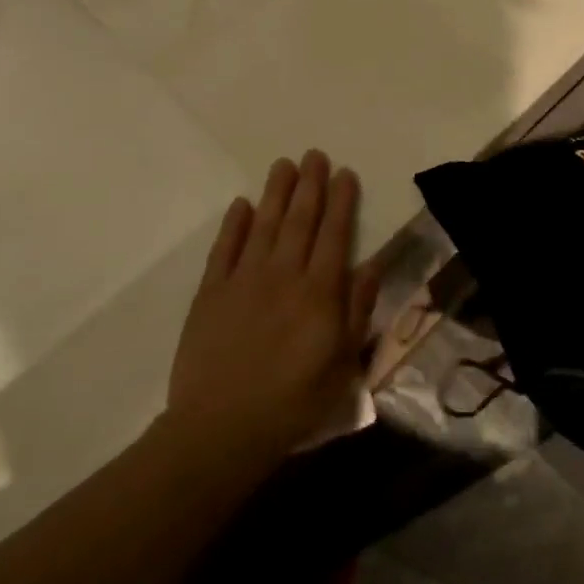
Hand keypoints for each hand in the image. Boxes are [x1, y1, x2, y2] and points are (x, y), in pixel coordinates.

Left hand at [167, 151, 379, 457]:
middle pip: (300, 220)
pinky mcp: (211, 293)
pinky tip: (242, 204)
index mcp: (319, 292)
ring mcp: (243, 280)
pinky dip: (234, 224)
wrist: (222, 428)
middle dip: (311, 185)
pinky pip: (224, 249)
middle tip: (315, 155)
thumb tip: (372, 265)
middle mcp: (283, 275)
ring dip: (276, 193)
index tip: (346, 173)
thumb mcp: (343, 363)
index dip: (342, 201)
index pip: (335, 234)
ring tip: (284, 165)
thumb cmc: (294, 400)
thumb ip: (357, 311)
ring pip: (264, 225)